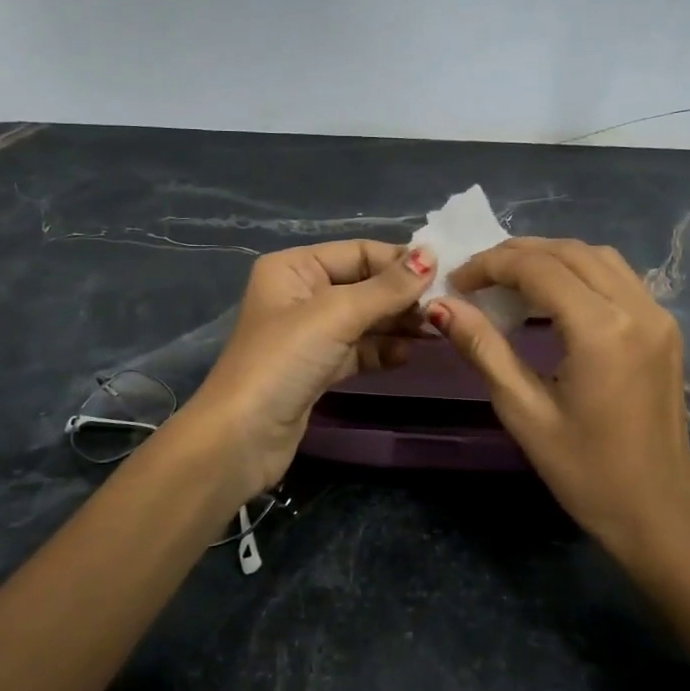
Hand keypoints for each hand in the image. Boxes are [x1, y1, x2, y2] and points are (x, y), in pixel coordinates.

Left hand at [184, 240, 433, 502]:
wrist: (242, 437)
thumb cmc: (284, 361)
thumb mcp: (337, 315)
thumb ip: (387, 287)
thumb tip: (432, 254)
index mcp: (294, 267)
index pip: (359, 252)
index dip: (401, 262)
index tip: (446, 274)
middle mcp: (301, 293)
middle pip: (364, 285)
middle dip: (402, 296)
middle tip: (446, 307)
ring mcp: (309, 333)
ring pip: (365, 319)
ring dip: (398, 324)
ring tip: (436, 331)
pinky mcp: (318, 367)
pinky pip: (359, 349)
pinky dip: (383, 350)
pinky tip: (407, 355)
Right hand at [428, 238, 689, 558]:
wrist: (658, 512)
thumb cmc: (584, 472)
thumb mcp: (523, 411)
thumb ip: (483, 348)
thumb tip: (440, 306)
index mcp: (602, 331)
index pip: (539, 268)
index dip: (491, 265)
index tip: (456, 280)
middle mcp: (637, 309)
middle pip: (570, 252)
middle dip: (518, 254)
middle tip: (477, 275)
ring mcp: (659, 316)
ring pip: (599, 257)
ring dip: (551, 256)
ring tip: (510, 279)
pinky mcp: (666, 328)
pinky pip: (619, 277)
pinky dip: (580, 271)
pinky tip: (554, 295)